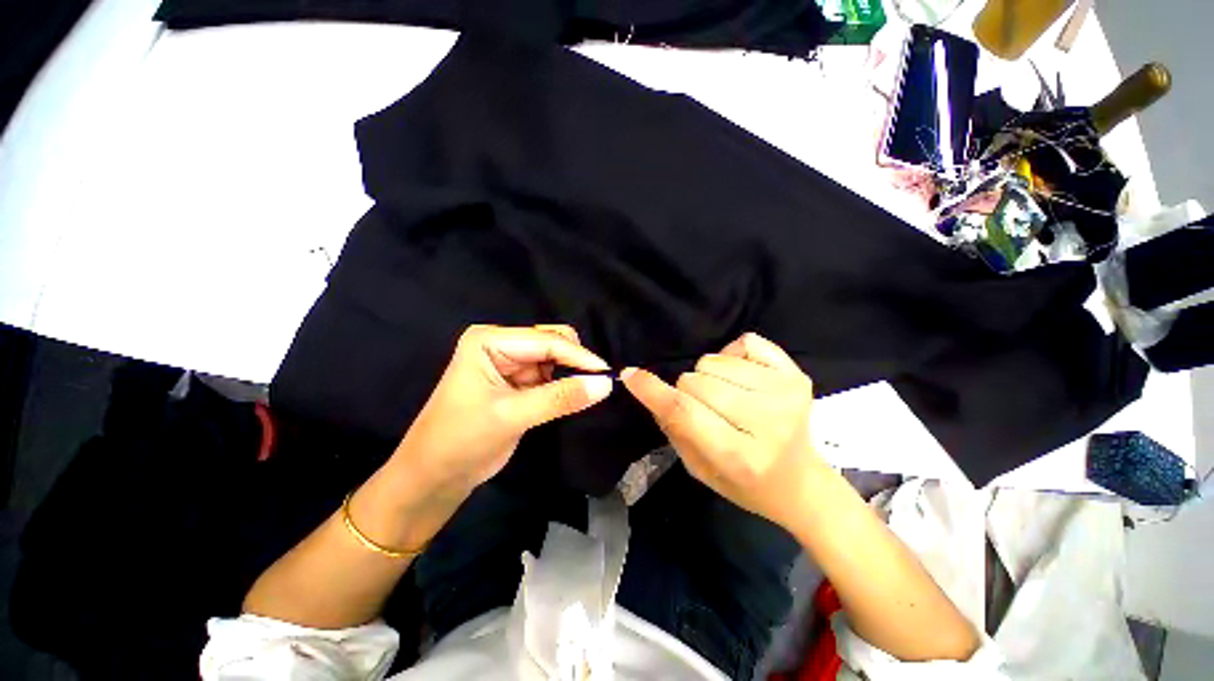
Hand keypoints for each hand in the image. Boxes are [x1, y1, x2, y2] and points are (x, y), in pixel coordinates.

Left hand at [391, 324, 613, 504]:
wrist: (434, 476)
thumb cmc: (461, 440)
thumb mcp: (512, 416)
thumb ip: (560, 398)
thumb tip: (605, 384)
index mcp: (489, 340)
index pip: (545, 341)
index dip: (578, 356)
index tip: (607, 374)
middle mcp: (501, 344)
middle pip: (552, 342)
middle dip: (575, 361)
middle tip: (598, 384)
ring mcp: (510, 362)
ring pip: (554, 358)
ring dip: (572, 373)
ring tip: (589, 390)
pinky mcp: (518, 381)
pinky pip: (550, 375)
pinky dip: (564, 384)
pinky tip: (574, 395)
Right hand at [621, 333, 818, 530]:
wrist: (801, 482)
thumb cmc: (744, 483)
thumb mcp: (697, 468)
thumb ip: (672, 427)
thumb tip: (648, 387)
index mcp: (739, 455)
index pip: (683, 411)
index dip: (652, 390)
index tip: (630, 375)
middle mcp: (766, 421)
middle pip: (696, 381)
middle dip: (686, 391)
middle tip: (702, 408)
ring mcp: (786, 393)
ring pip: (714, 360)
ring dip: (708, 375)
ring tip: (726, 396)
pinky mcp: (796, 375)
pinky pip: (745, 342)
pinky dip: (733, 356)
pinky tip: (743, 378)